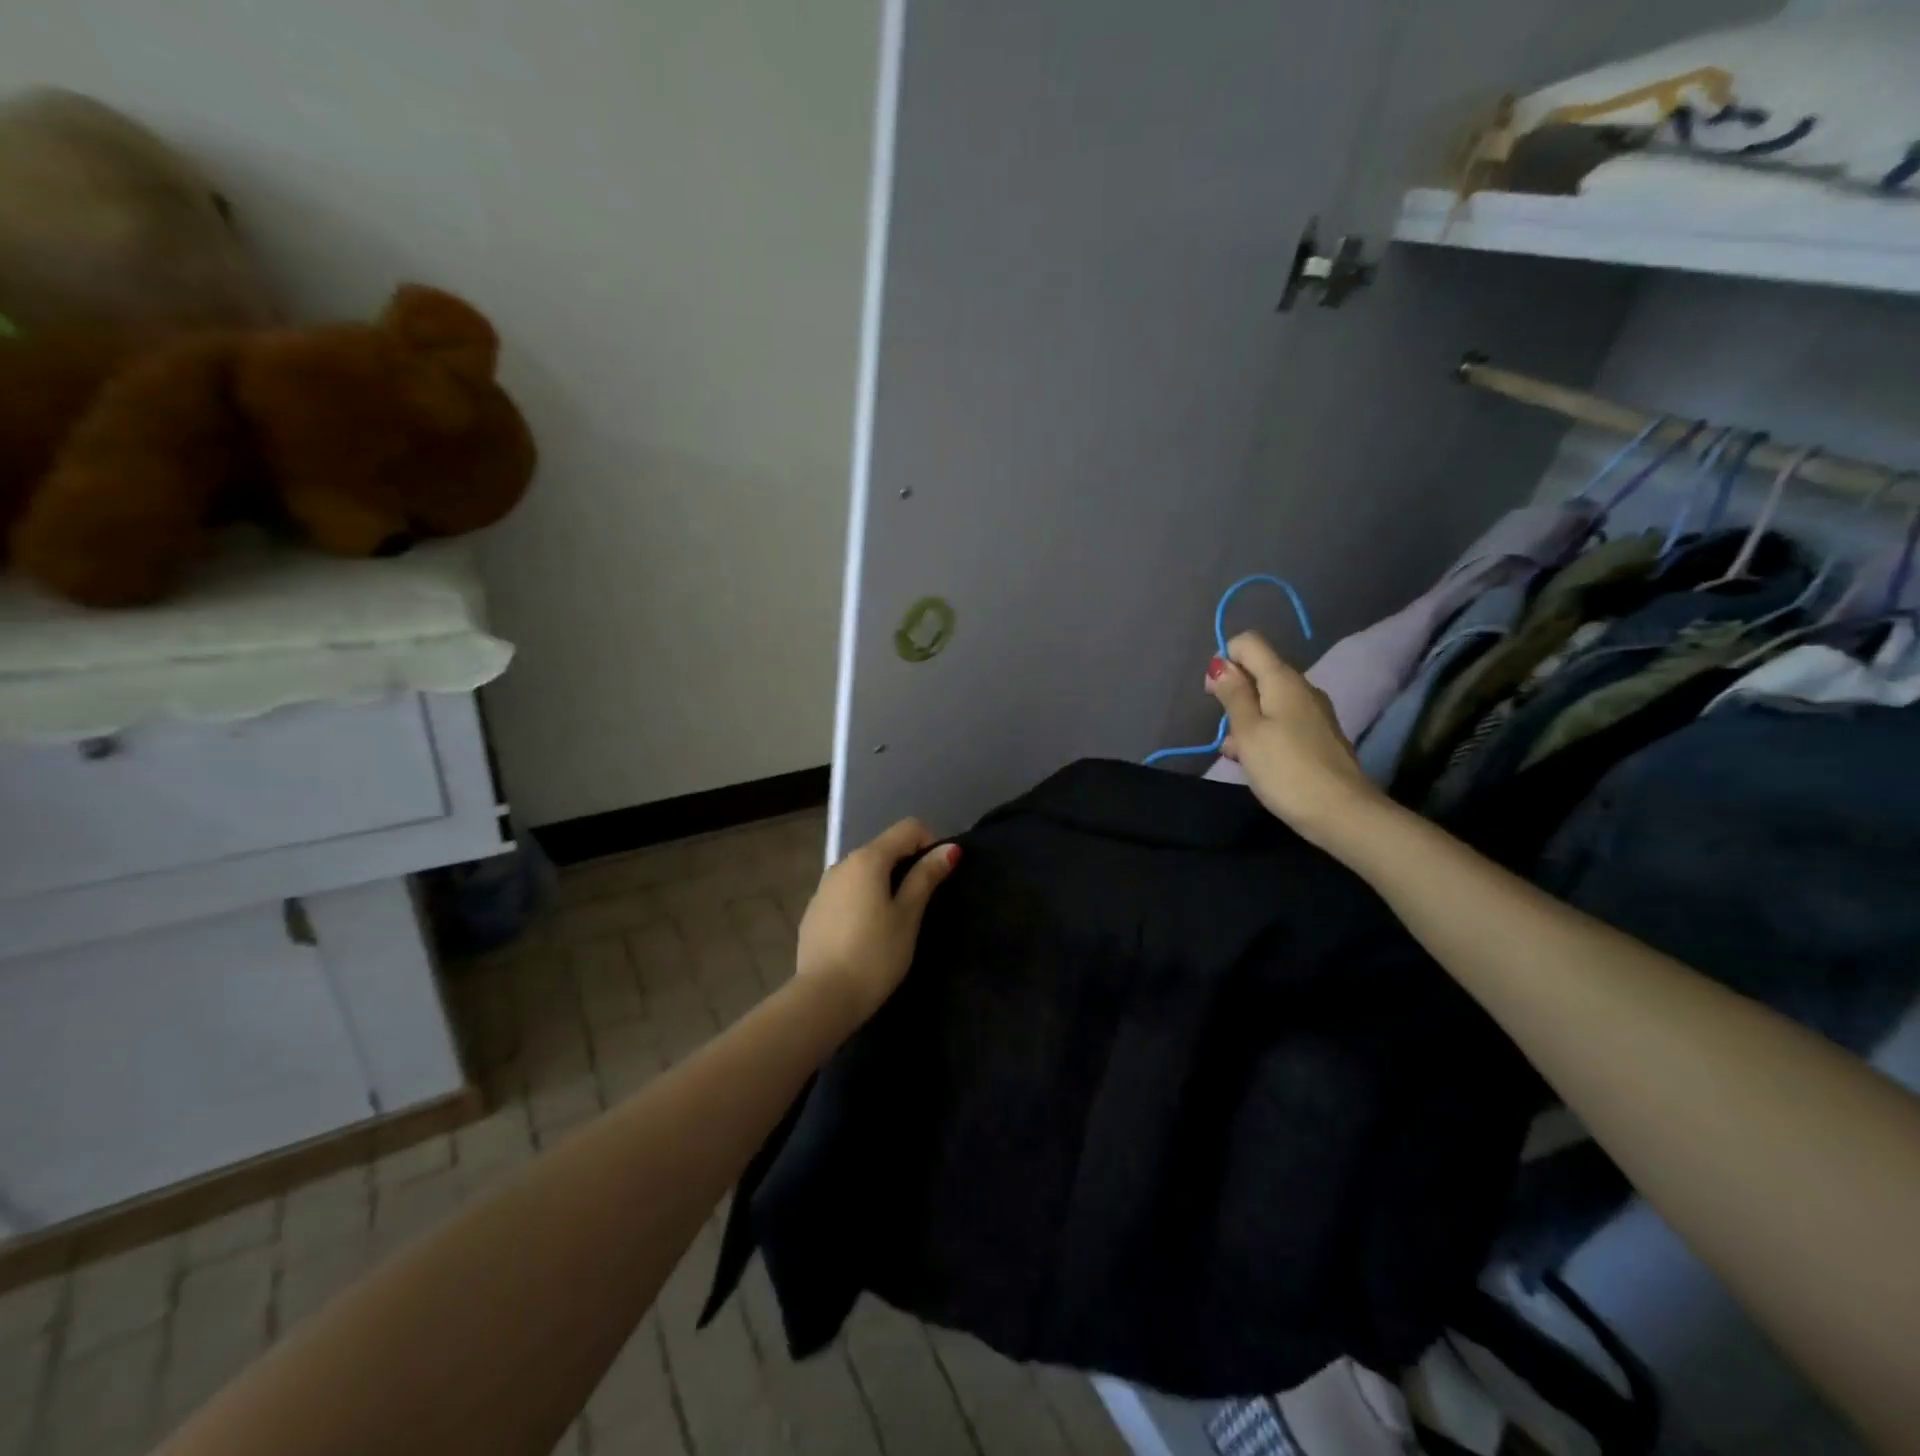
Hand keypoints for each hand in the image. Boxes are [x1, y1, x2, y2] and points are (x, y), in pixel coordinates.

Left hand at [796, 818, 960, 1019]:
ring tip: (896, 922)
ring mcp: (823, 888)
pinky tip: (867, 934)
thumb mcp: (908, 916)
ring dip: (884, 884)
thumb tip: (948, 848)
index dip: (931, 843)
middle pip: (884, 848)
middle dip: (908, 865)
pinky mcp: (814, 912)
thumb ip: (926, 877)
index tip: (939, 876)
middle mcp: (841, 864)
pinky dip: (863, 900)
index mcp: (867, 859)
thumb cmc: (875, 955)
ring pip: (863, 872)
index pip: (908, 828)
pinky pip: (846, 893)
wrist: (823, 998)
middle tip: (922, 904)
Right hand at [1206, 631, 1384, 850]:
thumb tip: (1221, 663)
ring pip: (1269, 701)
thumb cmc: (1286, 769)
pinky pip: (1283, 722)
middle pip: (1259, 672)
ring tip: (1237, 753)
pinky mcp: (1319, 737)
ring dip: (1246, 719)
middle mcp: (1302, 688)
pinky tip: (1257, 762)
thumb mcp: (1249, 731)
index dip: (1226, 660)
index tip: (1215, 694)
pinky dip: (1264, 734)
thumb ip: (1233, 695)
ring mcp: (1314, 713)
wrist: (1341, 813)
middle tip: (1225, 730)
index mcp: (1283, 679)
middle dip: (1234, 694)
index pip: (1249, 643)